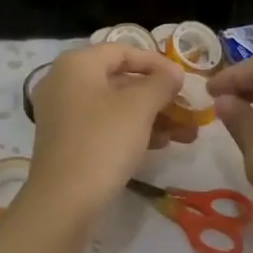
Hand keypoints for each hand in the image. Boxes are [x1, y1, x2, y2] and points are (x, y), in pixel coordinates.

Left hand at [26, 44, 187, 214]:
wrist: (63, 202)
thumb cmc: (102, 142)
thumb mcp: (139, 107)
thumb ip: (161, 83)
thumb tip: (174, 72)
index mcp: (77, 64)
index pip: (123, 51)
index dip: (157, 63)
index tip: (184, 80)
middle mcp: (64, 82)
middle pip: (120, 79)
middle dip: (159, 95)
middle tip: (189, 110)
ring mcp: (63, 113)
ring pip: (115, 105)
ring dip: (152, 116)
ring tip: (186, 134)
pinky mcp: (67, 141)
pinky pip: (104, 125)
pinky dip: (132, 130)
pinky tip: (162, 144)